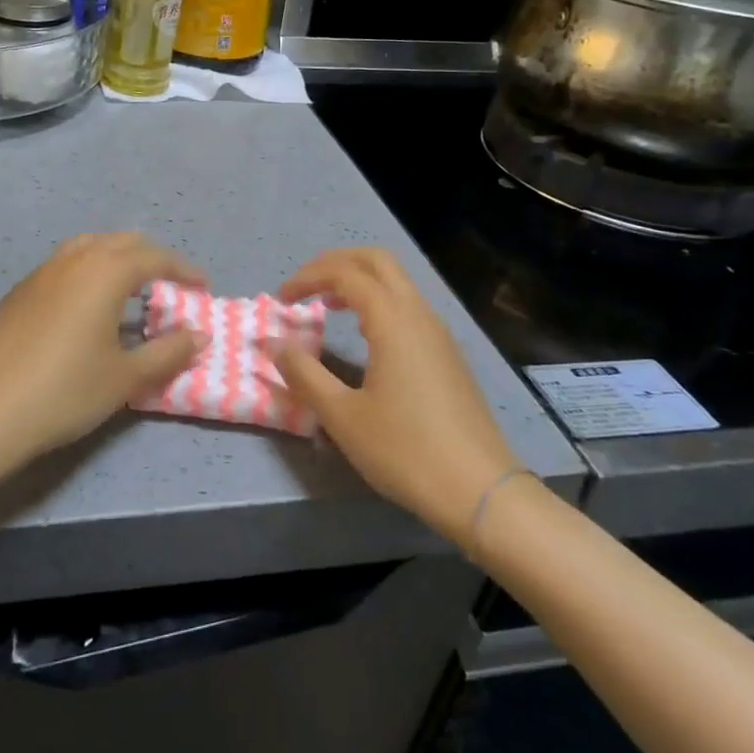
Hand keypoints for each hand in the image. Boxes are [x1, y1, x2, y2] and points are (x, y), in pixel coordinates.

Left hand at [0, 233, 208, 460]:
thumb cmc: (67, 391)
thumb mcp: (126, 376)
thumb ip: (168, 352)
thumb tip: (198, 335)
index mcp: (105, 272)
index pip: (154, 258)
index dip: (183, 269)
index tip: (202, 286)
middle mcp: (75, 260)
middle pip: (121, 242)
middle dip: (151, 257)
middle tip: (169, 284)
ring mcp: (42, 272)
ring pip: (88, 245)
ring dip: (116, 257)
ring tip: (129, 285)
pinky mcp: (20, 291)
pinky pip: (64, 264)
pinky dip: (87, 269)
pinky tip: (85, 303)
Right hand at [264, 248, 517, 545]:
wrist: (480, 491)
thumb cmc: (405, 450)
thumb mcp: (342, 415)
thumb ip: (303, 373)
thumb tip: (273, 343)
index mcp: (393, 320)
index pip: (345, 273)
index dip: (307, 277)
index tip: (280, 300)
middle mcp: (419, 314)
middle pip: (376, 261)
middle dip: (335, 263)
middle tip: (305, 286)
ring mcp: (438, 333)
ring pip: (396, 282)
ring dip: (358, 282)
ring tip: (327, 306)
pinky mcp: (447, 354)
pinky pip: (408, 306)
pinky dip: (378, 303)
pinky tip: (363, 335)